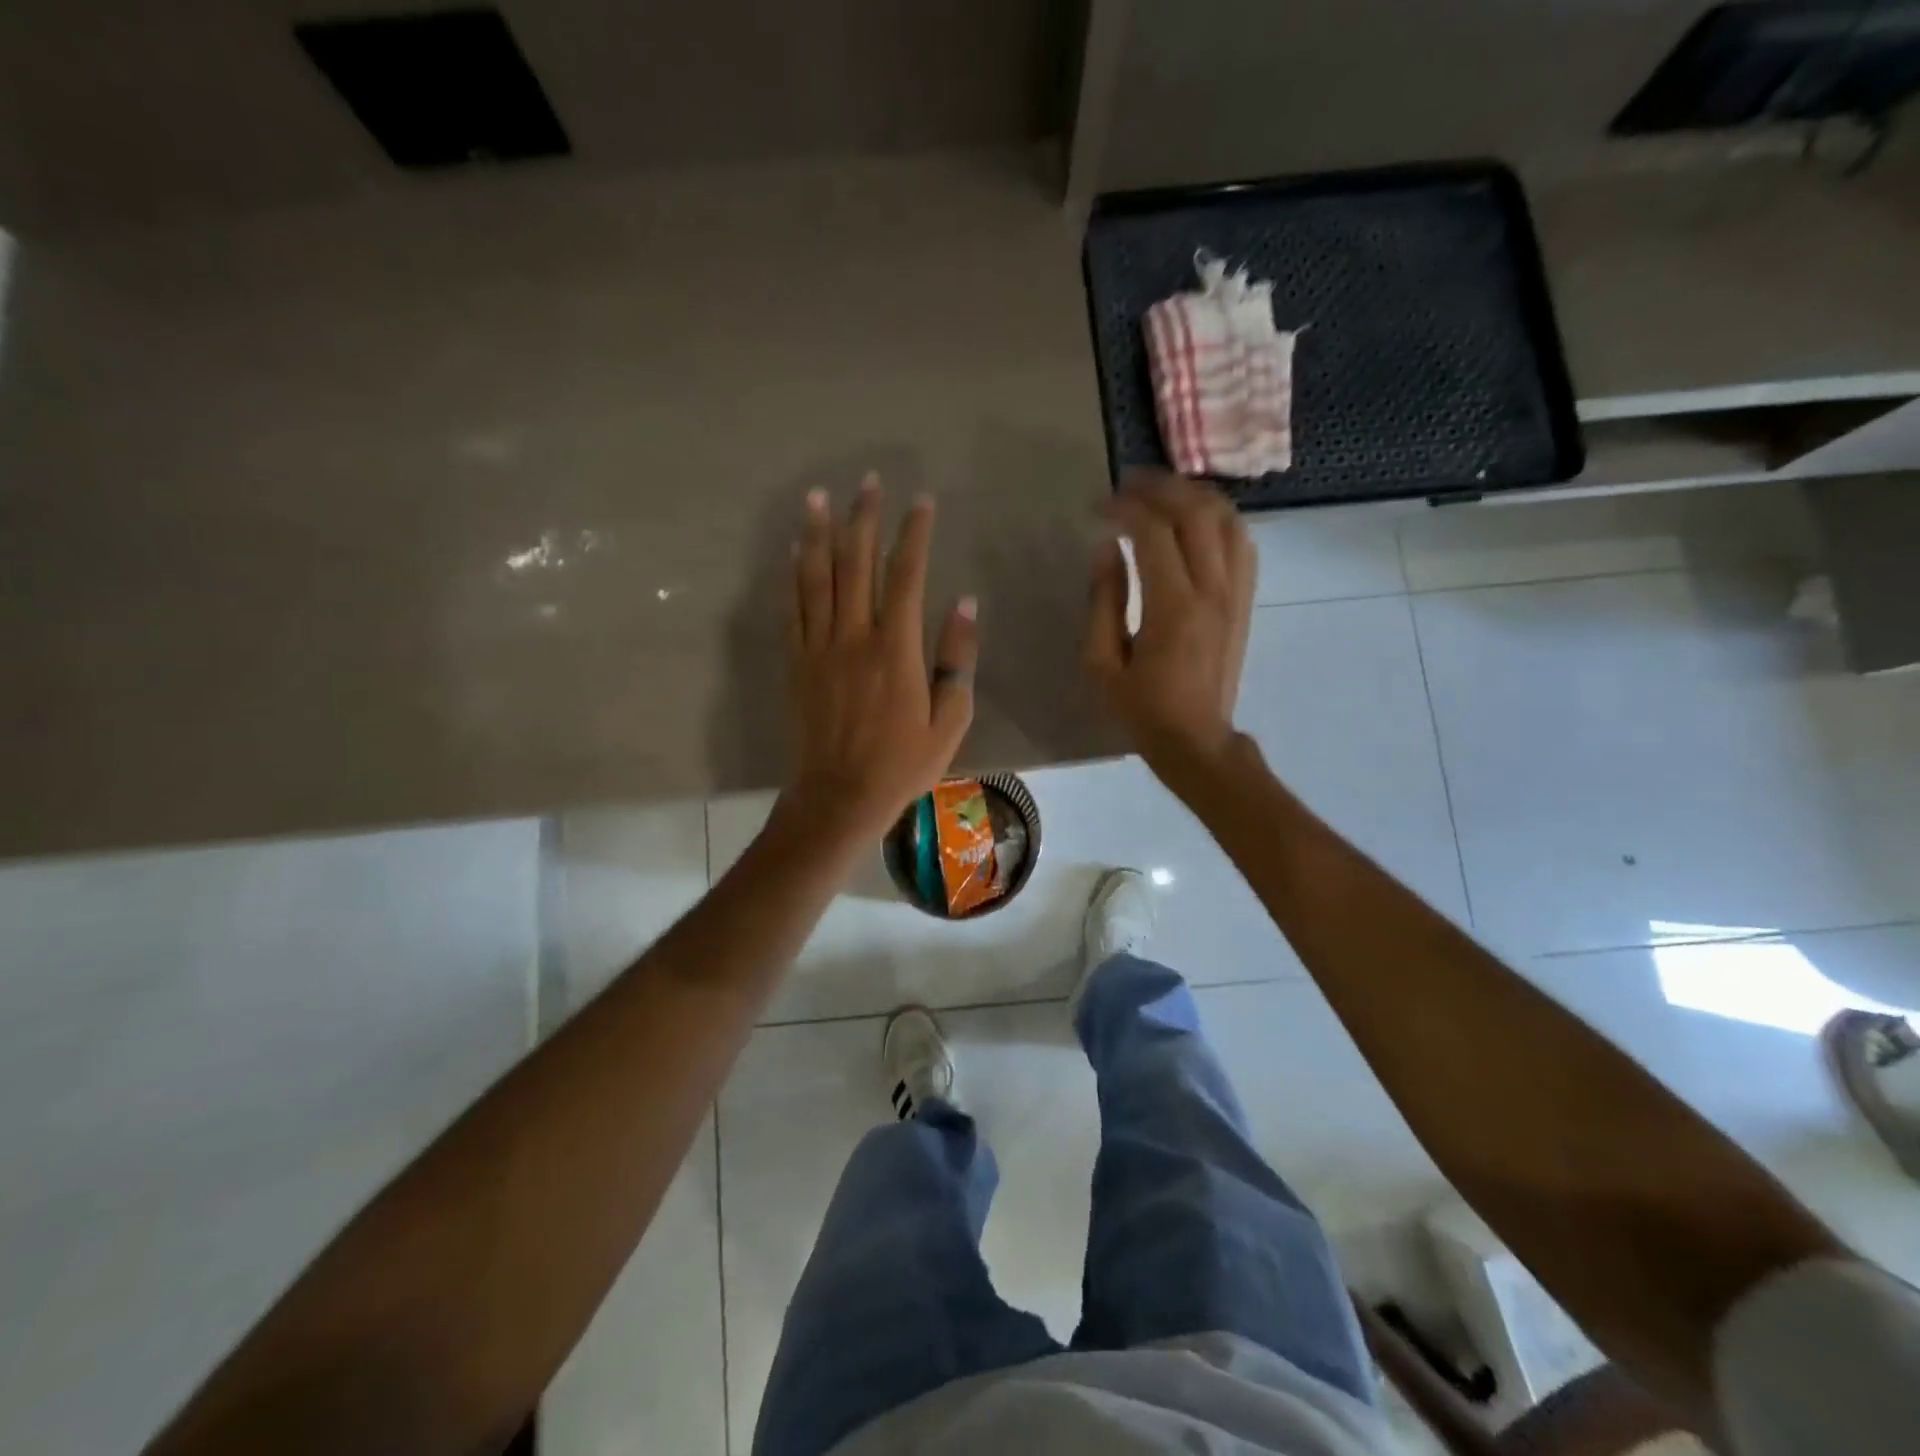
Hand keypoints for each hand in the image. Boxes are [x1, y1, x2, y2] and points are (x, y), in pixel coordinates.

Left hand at [781, 474, 978, 844]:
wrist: (839, 797)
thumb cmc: (903, 765)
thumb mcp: (950, 720)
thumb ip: (958, 659)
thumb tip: (964, 603)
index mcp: (896, 650)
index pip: (906, 576)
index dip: (913, 534)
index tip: (921, 502)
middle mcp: (853, 638)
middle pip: (855, 564)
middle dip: (863, 519)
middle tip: (868, 482)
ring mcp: (818, 648)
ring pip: (815, 578)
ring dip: (817, 534)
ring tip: (818, 497)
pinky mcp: (796, 663)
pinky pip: (792, 609)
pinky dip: (792, 576)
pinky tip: (791, 552)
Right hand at [1085, 470, 1254, 776]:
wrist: (1196, 740)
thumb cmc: (1141, 709)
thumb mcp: (1102, 664)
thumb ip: (1103, 602)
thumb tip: (1106, 549)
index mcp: (1172, 608)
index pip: (1154, 533)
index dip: (1125, 508)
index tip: (1099, 506)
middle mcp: (1212, 591)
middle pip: (1197, 512)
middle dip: (1161, 487)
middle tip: (1129, 484)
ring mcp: (1236, 594)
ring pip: (1228, 520)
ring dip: (1195, 495)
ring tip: (1162, 492)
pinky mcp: (1245, 601)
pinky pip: (1243, 543)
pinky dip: (1220, 519)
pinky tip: (1197, 520)